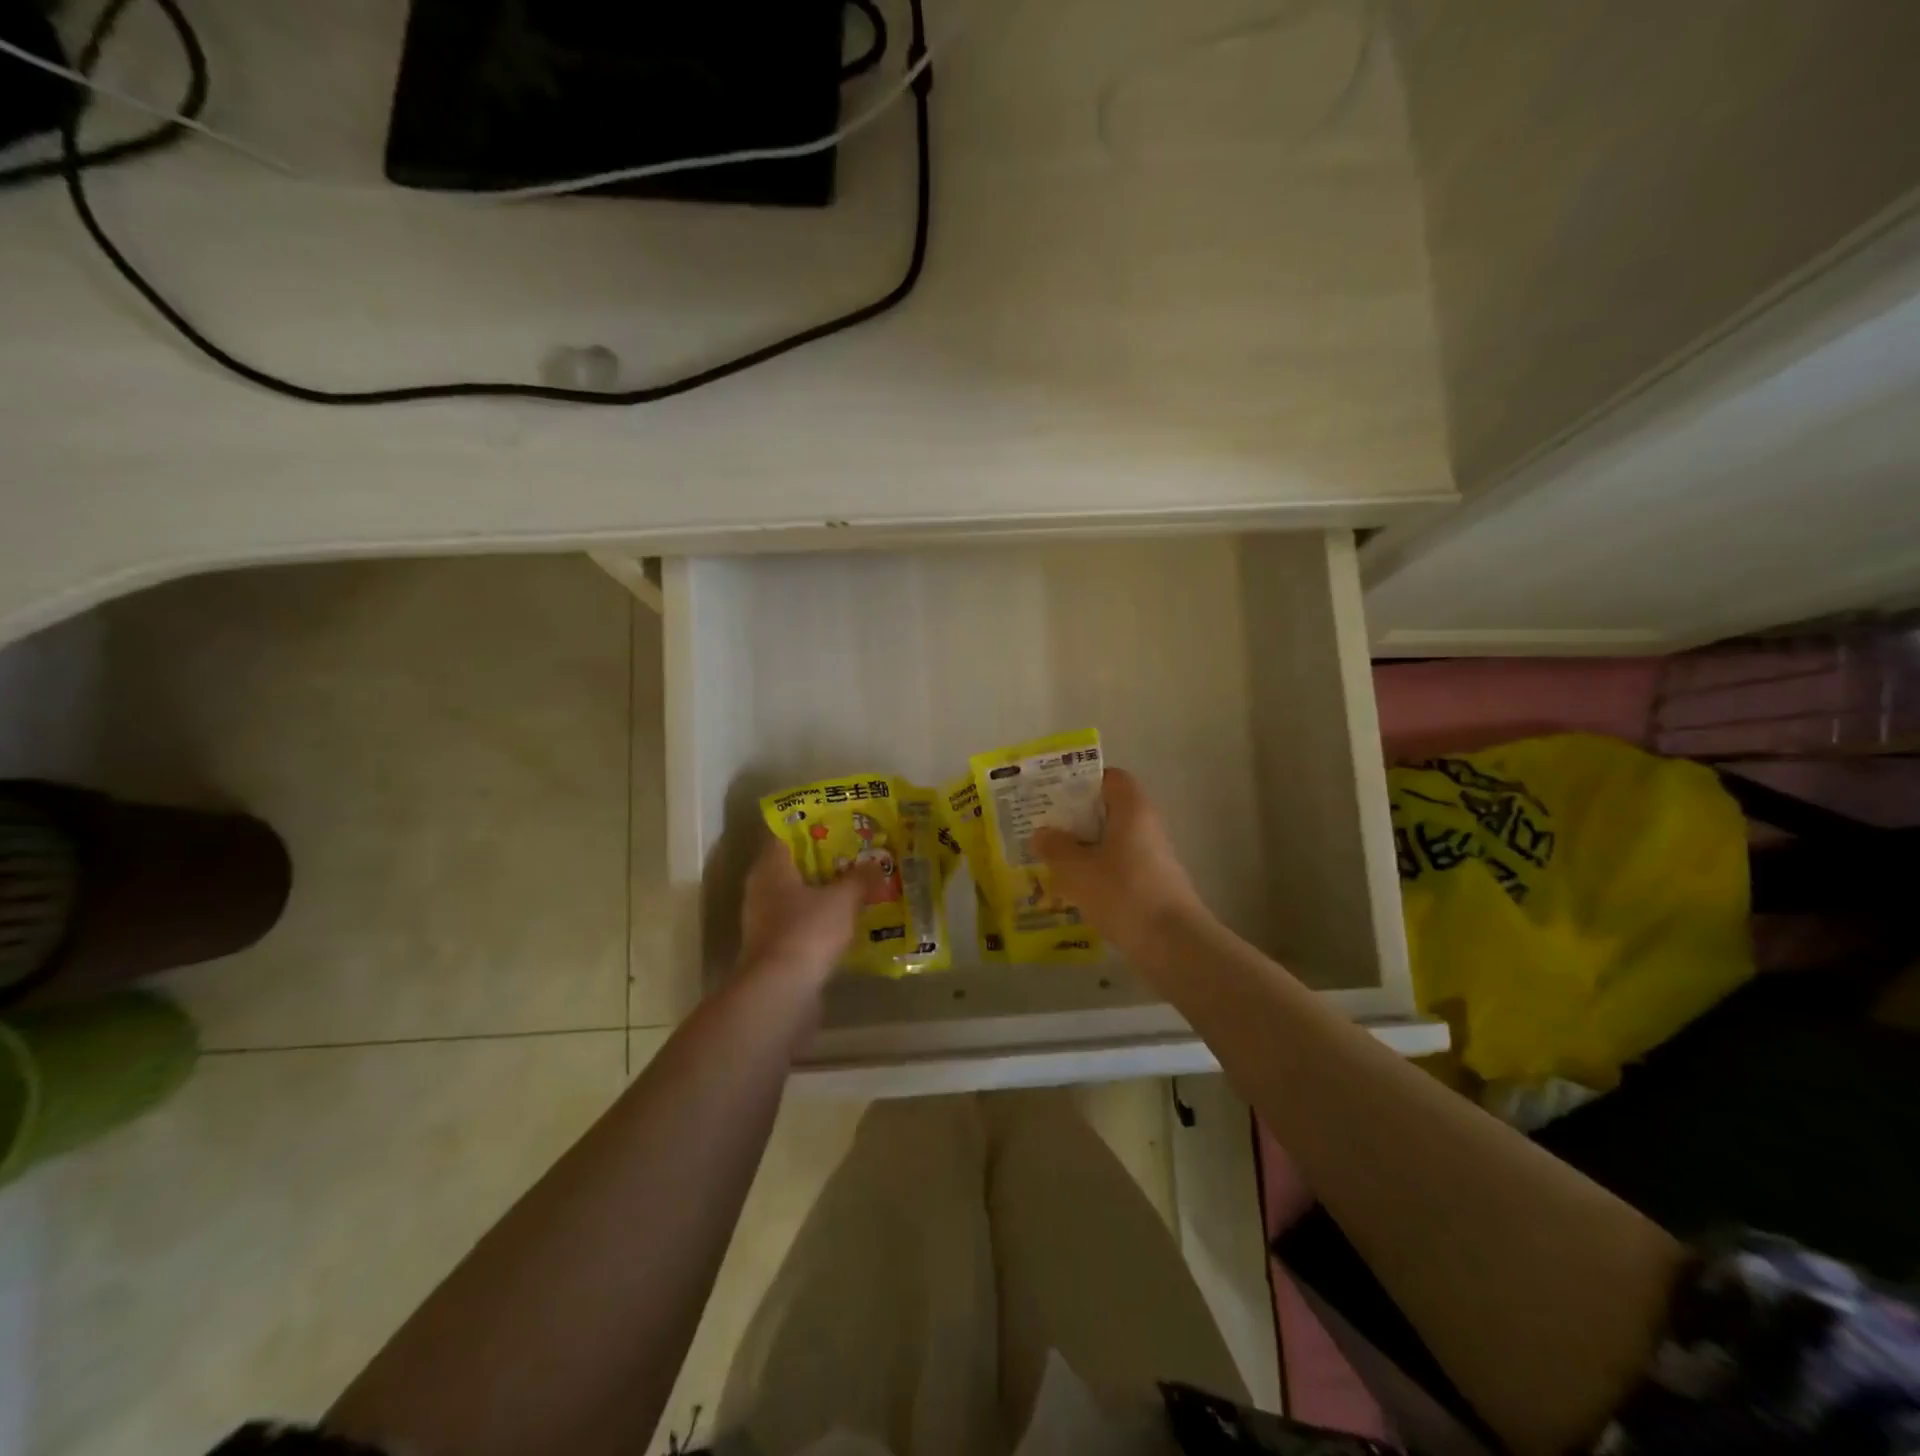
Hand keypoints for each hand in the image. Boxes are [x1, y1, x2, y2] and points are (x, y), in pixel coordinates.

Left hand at [738, 834, 881, 987]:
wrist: (780, 993)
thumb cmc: (807, 932)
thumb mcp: (843, 900)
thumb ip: (860, 878)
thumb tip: (875, 864)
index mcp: (771, 867)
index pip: (786, 834)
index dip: (812, 825)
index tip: (840, 821)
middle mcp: (762, 889)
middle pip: (794, 865)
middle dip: (825, 859)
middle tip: (857, 852)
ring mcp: (765, 921)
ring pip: (798, 895)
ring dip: (824, 891)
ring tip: (858, 884)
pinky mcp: (775, 948)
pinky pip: (802, 922)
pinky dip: (822, 919)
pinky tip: (848, 920)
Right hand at [1032, 768, 1207, 948]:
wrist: (1172, 944)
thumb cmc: (1122, 892)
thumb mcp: (1076, 869)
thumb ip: (1055, 847)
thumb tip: (1042, 834)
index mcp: (1132, 809)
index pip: (1110, 778)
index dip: (1083, 782)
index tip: (1054, 795)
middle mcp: (1147, 826)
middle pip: (1109, 811)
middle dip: (1076, 820)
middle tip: (1043, 829)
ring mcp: (1154, 857)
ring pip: (1112, 842)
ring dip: (1084, 849)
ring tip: (1051, 861)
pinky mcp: (1154, 885)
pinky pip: (1119, 868)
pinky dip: (1097, 873)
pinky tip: (1074, 891)